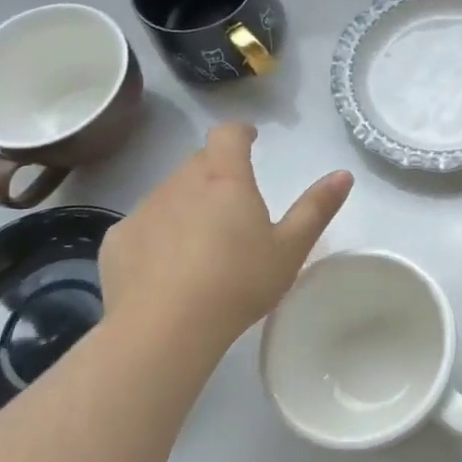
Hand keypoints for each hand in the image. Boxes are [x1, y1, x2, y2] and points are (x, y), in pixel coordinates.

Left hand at [98, 123, 352, 352]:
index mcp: (225, 180)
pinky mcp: (118, 241)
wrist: (165, 328)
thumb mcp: (290, 249)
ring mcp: (145, 210)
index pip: (228, 135)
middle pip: (199, 163)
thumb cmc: (238, 283)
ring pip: (170, 194)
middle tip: (234, 200)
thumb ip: (316, 209)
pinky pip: (144, 226)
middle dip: (217, 170)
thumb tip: (343, 174)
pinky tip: (167, 269)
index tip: (249, 139)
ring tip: (203, 242)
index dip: (240, 132)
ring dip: (187, 204)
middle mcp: (181, 184)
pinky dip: (159, 235)